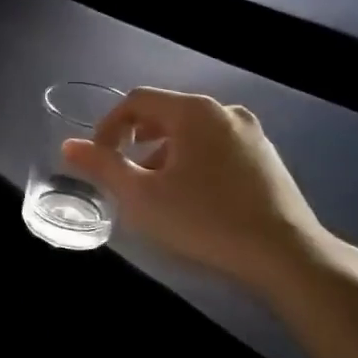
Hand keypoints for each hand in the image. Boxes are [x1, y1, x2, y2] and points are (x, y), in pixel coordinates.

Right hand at [61, 89, 356, 299]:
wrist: (288, 256)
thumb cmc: (206, 221)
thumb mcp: (142, 197)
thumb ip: (102, 166)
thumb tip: (68, 146)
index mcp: (193, 111)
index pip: (136, 101)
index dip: (108, 126)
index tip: (98, 158)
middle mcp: (223, 111)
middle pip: (165, 112)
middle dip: (136, 140)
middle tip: (124, 173)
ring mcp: (250, 132)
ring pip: (191, 130)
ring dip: (164, 151)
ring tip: (156, 188)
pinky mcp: (266, 156)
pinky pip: (216, 145)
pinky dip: (194, 159)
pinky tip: (194, 195)